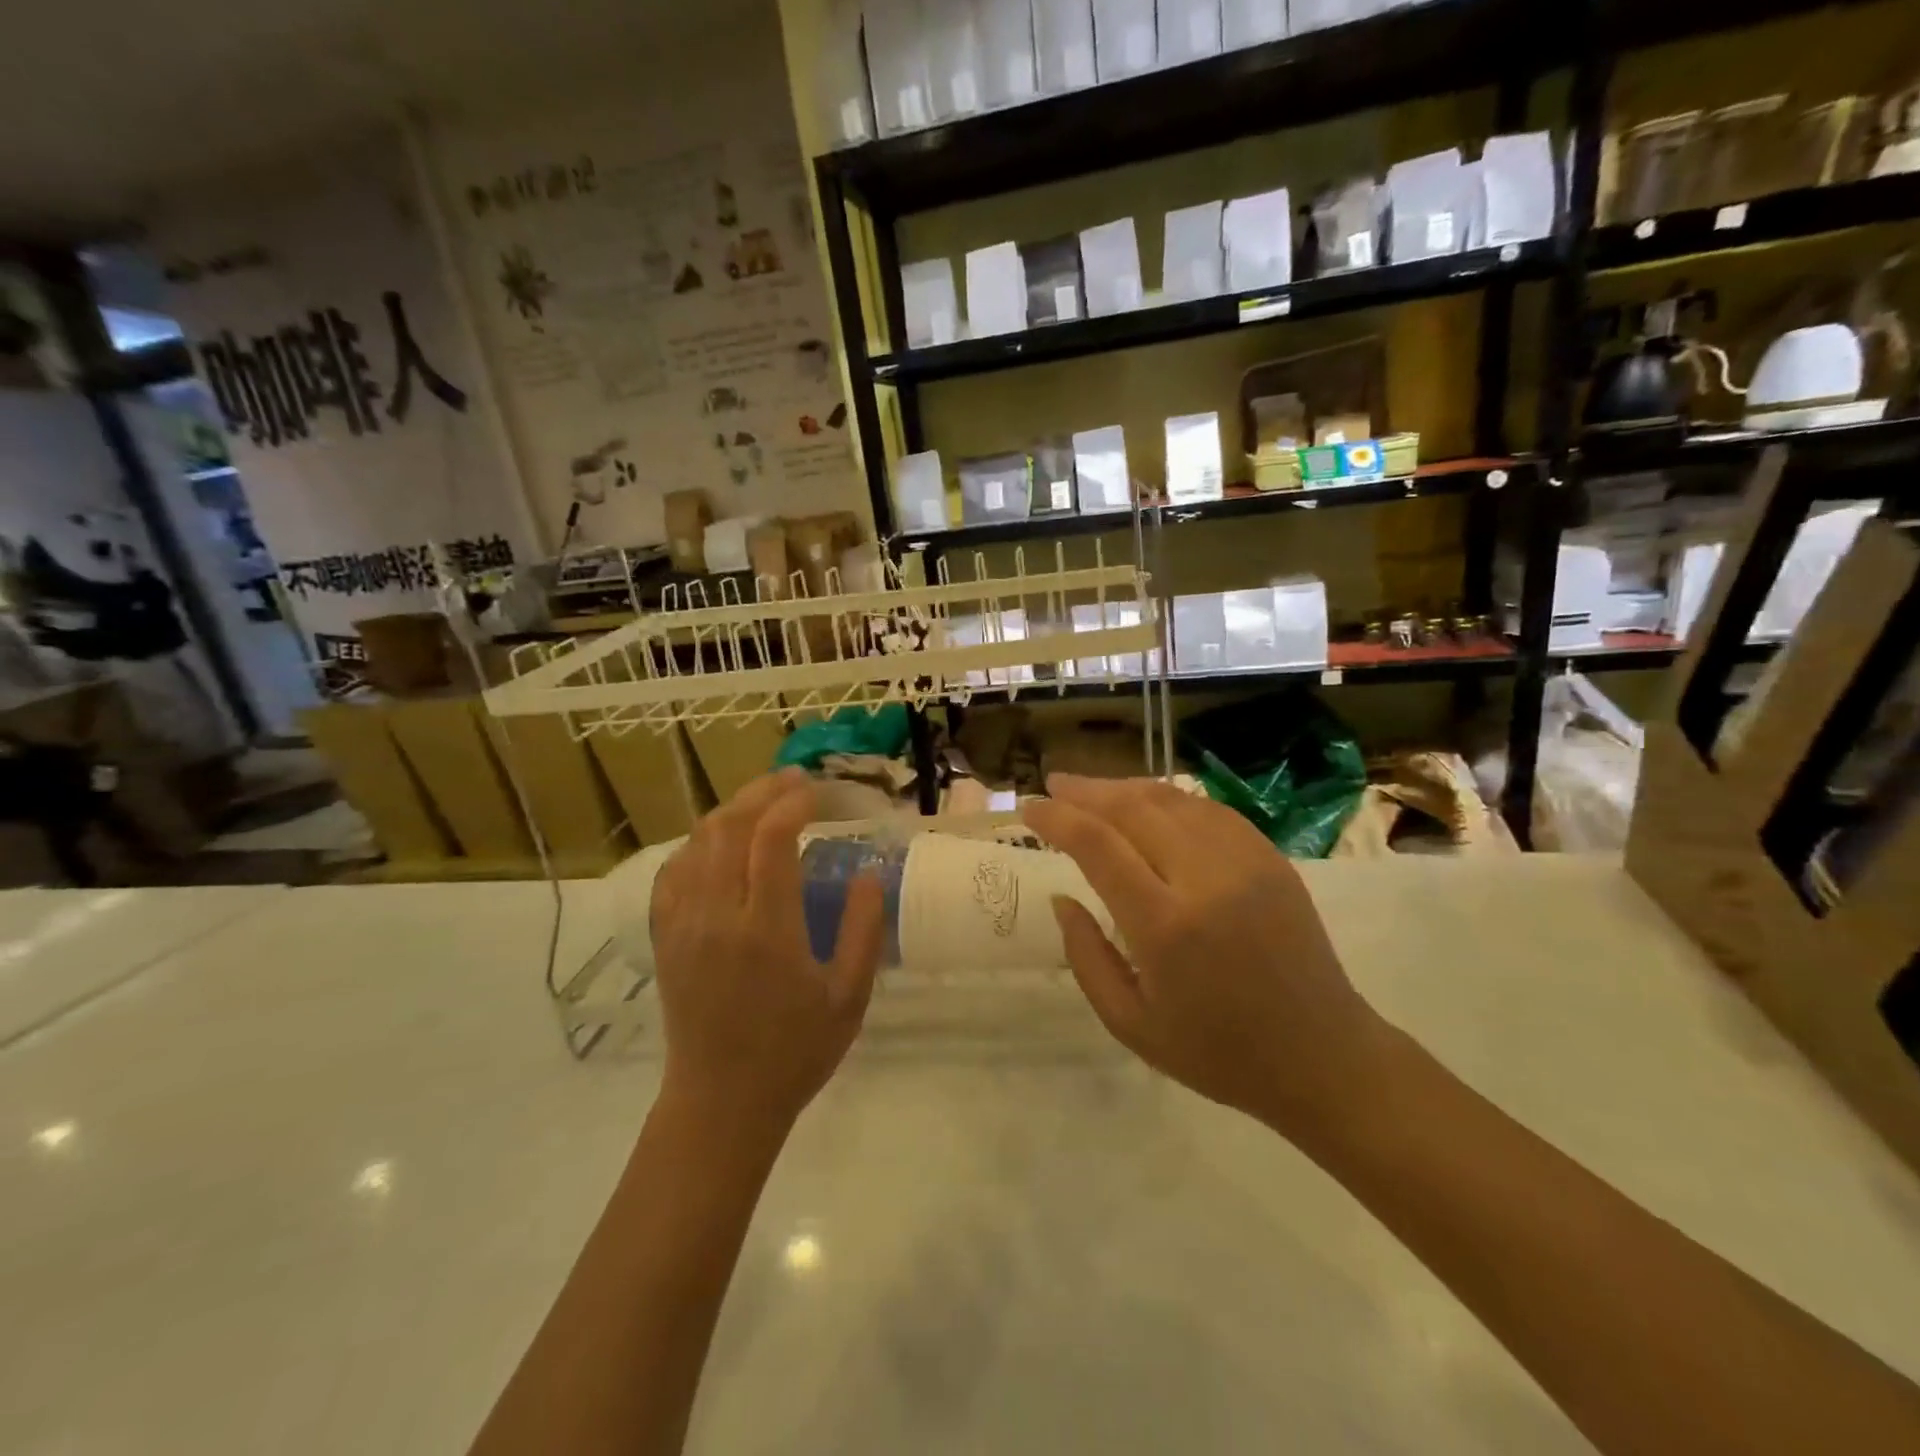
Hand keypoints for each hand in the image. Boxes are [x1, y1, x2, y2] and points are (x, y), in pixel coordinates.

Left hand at [649, 769, 884, 1135]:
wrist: (721, 1103)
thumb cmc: (794, 1052)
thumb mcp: (848, 997)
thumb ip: (863, 929)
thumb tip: (868, 873)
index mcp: (766, 929)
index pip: (772, 837)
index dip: (795, 802)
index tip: (818, 792)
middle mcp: (717, 915)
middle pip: (729, 826)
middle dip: (762, 791)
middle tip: (794, 781)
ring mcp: (684, 924)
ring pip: (698, 841)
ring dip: (731, 810)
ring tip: (763, 802)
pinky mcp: (666, 936)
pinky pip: (674, 870)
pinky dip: (700, 843)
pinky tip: (720, 843)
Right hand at [1022, 775, 1387, 1137]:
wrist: (1322, 1056)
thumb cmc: (1217, 1051)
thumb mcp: (1130, 1023)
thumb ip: (1085, 957)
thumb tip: (1061, 898)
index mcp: (1165, 925)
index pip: (1098, 845)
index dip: (1057, 818)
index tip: (1030, 808)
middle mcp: (1205, 879)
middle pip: (1133, 808)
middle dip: (1086, 791)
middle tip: (1054, 785)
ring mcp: (1245, 861)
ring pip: (1172, 800)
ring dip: (1125, 788)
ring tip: (1093, 791)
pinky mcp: (1271, 858)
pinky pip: (1209, 810)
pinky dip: (1169, 799)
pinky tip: (1149, 804)